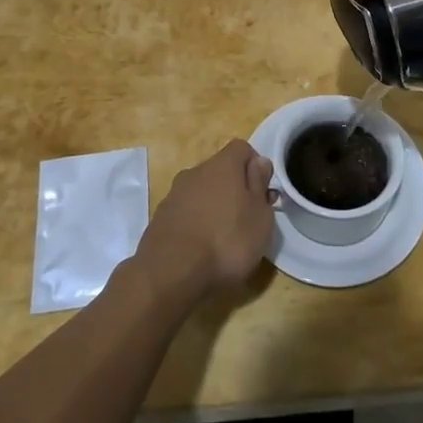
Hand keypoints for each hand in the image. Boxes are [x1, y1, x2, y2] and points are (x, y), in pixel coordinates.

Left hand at [134, 140, 274, 304]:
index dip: (255, 167)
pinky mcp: (160, 219)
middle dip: (234, 190)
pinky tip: (200, 250)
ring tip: (223, 240)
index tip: (263, 194)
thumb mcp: (260, 216)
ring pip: (201, 192)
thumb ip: (260, 185)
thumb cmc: (227, 241)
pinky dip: (195, 224)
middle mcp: (196, 172)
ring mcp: (174, 195)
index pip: (242, 148)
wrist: (170, 274)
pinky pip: (185, 213)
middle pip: (220, 171)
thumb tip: (258, 163)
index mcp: (222, 164)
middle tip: (246, 220)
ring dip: (213, 207)